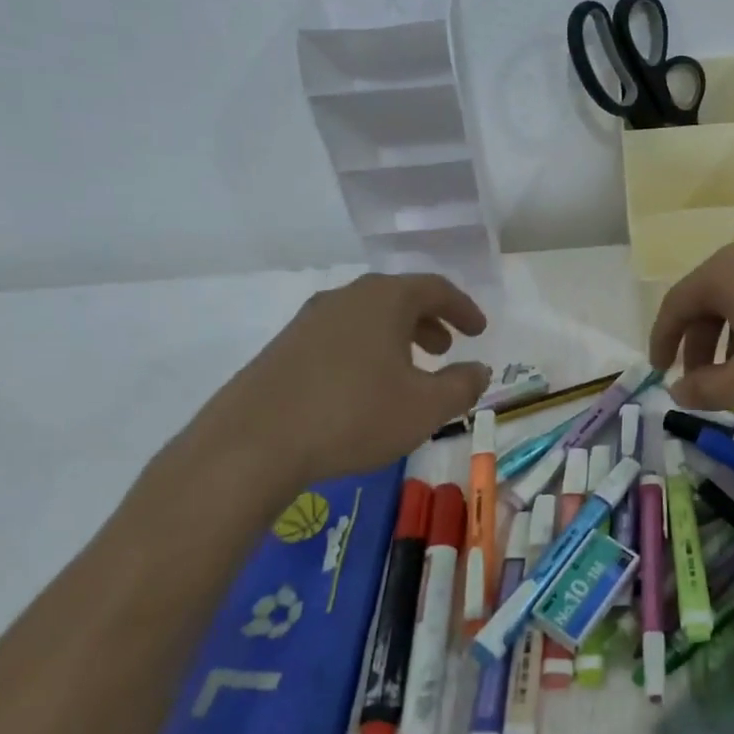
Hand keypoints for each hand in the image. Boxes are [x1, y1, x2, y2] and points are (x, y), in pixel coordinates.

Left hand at [177, 273, 489, 488]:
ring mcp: (308, 321)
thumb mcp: (426, 407)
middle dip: (428, 321)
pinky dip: (365, 351)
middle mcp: (345, 298)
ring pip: (365, 318)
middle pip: (397, 298)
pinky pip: (339, 338)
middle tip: (445, 348)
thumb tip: (479, 370)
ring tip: (408, 370)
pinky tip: (364, 388)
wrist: (253, 444)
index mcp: (384, 299)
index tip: (479, 330)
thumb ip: (462, 385)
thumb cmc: (354, 415)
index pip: (435, 289)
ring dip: (395, 338)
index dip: (463, 308)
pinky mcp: (283, 349)